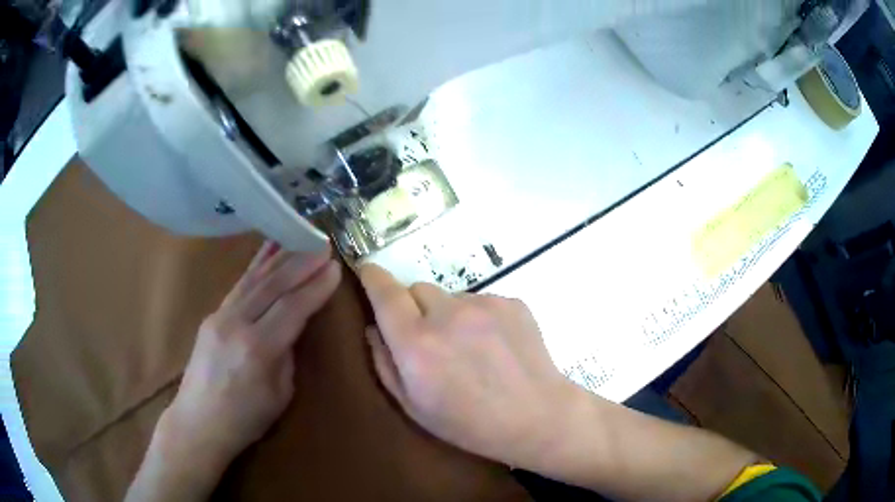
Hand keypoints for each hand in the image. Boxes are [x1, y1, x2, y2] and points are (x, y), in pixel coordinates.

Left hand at [156, 242, 340, 471]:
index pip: (292, 308)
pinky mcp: (212, 315)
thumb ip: (287, 355)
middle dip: (301, 263)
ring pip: (254, 279)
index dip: (315, 287)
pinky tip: (267, 251)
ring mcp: (220, 316)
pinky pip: (239, 285)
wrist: (198, 423)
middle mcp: (236, 324)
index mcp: (258, 349)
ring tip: (299, 238)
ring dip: (280, 257)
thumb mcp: (280, 395)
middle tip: (323, 244)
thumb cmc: (245, 420)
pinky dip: (256, 266)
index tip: (335, 267)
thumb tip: (292, 327)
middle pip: (273, 285)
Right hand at [358, 264, 576, 469]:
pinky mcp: (511, 302)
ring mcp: (484, 304)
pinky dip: (478, 318)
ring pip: (450, 297)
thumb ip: (384, 363)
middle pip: (417, 289)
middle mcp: (448, 315)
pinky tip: (495, 347)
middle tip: (430, 341)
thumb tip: (374, 328)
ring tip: (470, 350)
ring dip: (448, 315)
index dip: (372, 277)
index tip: (366, 270)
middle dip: (414, 308)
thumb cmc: (469, 423)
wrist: (537, 417)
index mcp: (417, 344)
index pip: (385, 293)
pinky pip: (481, 301)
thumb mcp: (414, 406)